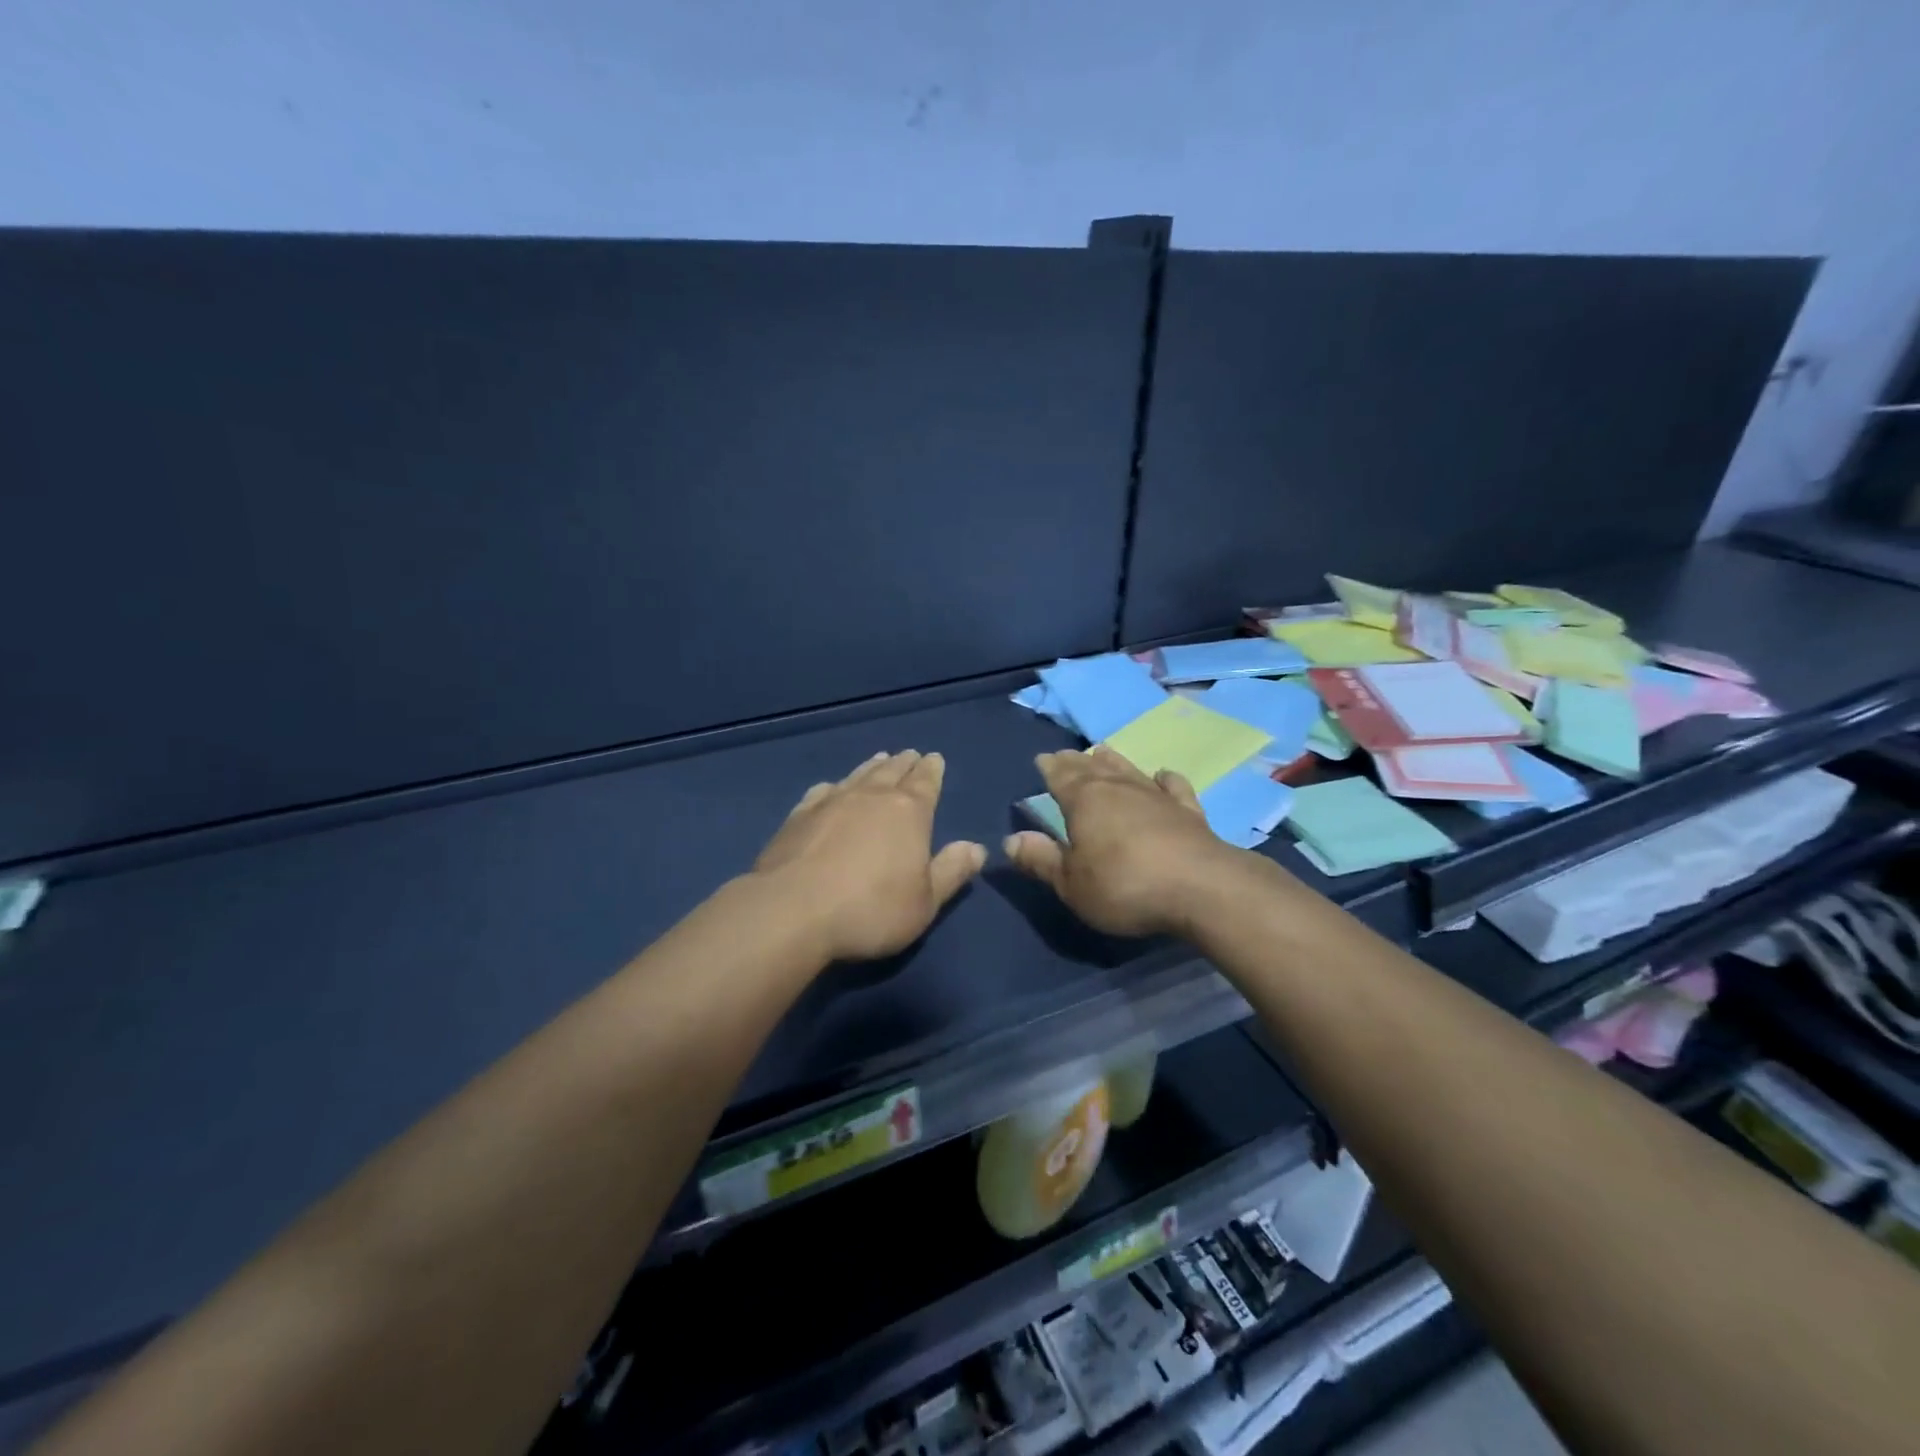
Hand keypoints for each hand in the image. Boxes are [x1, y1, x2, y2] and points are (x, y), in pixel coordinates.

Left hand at [752, 750, 986, 962]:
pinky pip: (823, 791)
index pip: (926, 782)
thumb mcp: (925, 902)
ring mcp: (831, 802)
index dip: (932, 770)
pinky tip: (832, 788)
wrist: (792, 912)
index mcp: (908, 811)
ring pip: (858, 775)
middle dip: (905, 763)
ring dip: (872, 766)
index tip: (935, 758)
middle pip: (892, 771)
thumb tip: (976, 847)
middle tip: (911, 754)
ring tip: (880, 759)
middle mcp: (871, 796)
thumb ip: (951, 872)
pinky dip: (834, 786)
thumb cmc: (870, 910)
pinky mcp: (799, 816)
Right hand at [1003, 747, 1250, 937]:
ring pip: (1128, 770)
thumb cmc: (1124, 886)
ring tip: (1102, 751)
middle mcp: (1118, 789)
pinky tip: (1162, 775)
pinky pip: (1173, 787)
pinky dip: (1165, 779)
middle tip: (1066, 754)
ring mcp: (1156, 797)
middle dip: (1075, 761)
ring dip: (1113, 761)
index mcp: (1084, 801)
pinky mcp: (1188, 811)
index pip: (1060, 777)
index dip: (1049, 768)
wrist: (1201, 888)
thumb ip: (1042, 860)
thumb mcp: (1071, 884)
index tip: (1042, 760)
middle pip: (1092, 768)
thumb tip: (1011, 840)